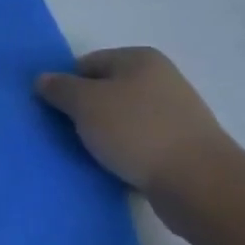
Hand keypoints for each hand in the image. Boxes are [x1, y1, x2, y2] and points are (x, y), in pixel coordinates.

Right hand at [36, 47, 233, 193]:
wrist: (200, 184)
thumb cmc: (138, 131)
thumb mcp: (86, 104)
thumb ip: (60, 88)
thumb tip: (43, 79)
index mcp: (139, 59)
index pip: (87, 64)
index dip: (67, 85)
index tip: (57, 112)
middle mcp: (160, 79)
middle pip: (106, 90)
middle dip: (85, 112)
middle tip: (69, 135)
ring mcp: (175, 114)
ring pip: (123, 119)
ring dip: (105, 135)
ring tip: (92, 155)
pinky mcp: (182, 147)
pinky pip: (141, 144)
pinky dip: (126, 153)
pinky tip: (117, 169)